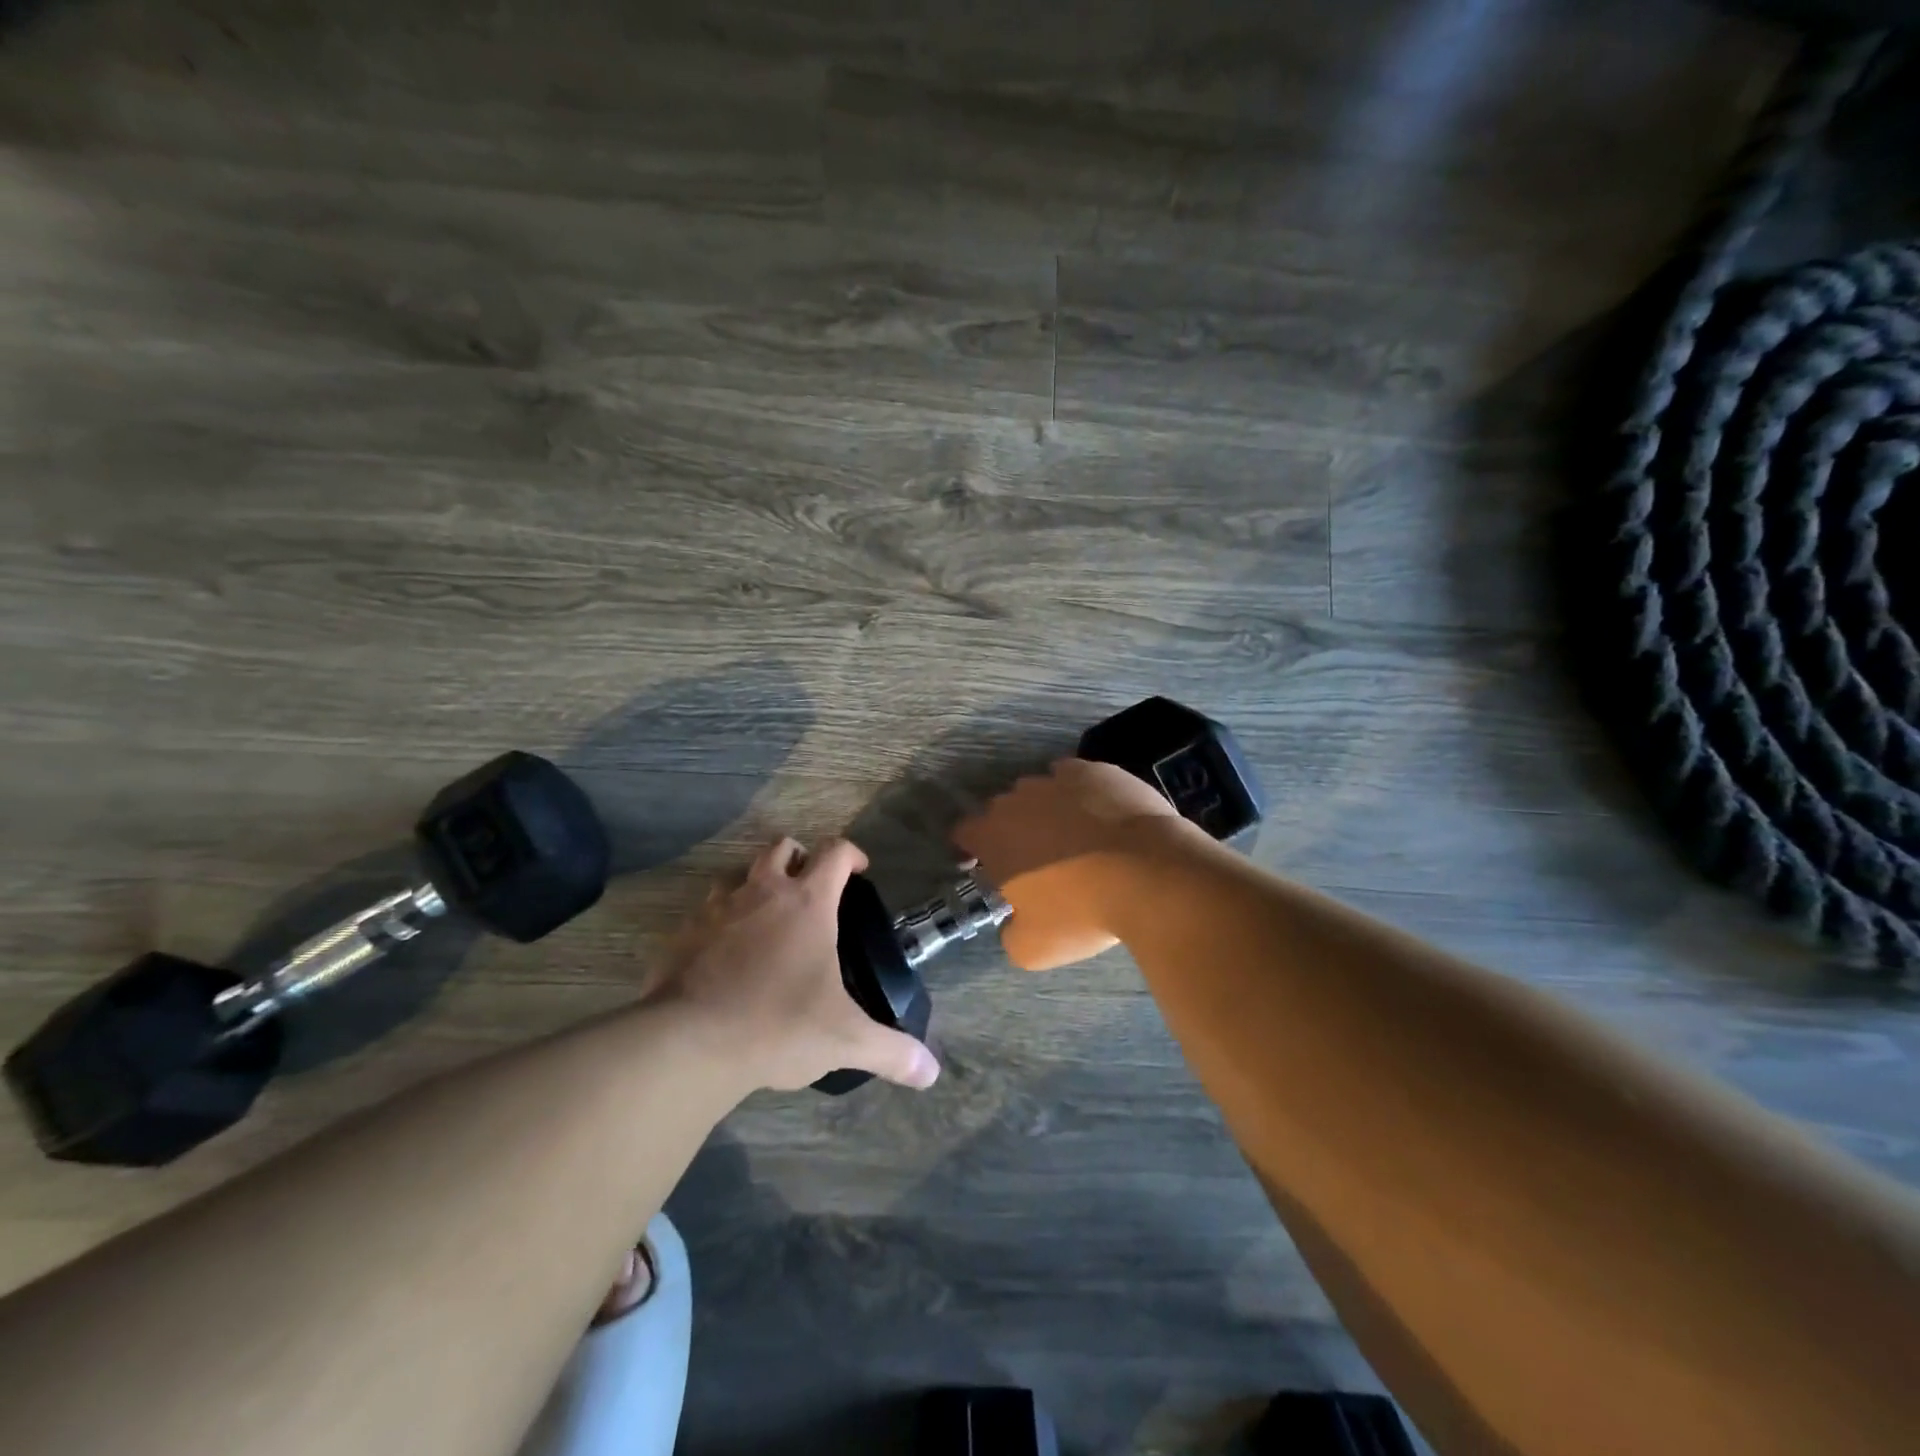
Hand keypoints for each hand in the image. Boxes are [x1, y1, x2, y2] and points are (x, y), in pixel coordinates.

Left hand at [659, 837, 939, 1093]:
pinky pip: (704, 912)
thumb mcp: (844, 1040)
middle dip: (800, 858)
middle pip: (781, 848)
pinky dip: (720, 921)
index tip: (860, 870)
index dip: (851, 854)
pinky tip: (724, 954)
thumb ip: (891, 1052)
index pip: (834, 853)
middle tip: (811, 889)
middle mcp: (762, 892)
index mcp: (807, 903)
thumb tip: (931, 1072)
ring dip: (755, 884)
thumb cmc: (777, 1025)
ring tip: (766, 918)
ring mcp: (717, 909)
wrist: (689, 1043)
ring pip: (738, 874)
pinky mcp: (682, 934)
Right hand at [952, 758, 1184, 969]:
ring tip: (1072, 838)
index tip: (984, 866)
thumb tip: (1014, 923)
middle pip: (1002, 810)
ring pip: (1040, 792)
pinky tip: (1099, 816)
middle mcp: (1018, 799)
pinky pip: (1077, 779)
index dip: (969, 849)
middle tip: (1035, 860)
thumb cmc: (1082, 912)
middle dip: (1011, 831)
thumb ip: (1010, 933)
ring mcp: (1058, 780)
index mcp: (993, 836)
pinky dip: (1081, 795)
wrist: (1150, 873)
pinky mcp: (1097, 771)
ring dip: (1046, 811)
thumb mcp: (1033, 948)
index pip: (963, 832)